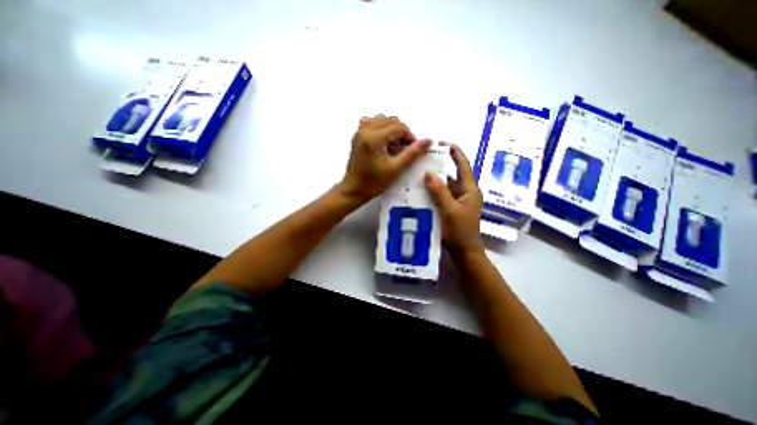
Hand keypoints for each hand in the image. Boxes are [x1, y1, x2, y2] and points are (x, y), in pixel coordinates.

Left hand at [338, 114, 428, 203]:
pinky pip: (372, 123)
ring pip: (382, 120)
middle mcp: (365, 130)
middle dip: (402, 133)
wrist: (353, 189)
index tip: (414, 149)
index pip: (399, 127)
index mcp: (374, 138)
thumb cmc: (374, 182)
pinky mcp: (357, 136)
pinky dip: (382, 128)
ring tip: (395, 146)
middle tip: (406, 149)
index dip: (410, 136)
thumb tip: (428, 141)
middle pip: (391, 121)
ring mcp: (359, 131)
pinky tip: (384, 141)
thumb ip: (412, 153)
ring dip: (393, 130)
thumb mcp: (395, 169)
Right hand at [424, 144, 480, 255]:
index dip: (456, 153)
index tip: (444, 143)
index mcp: (470, 190)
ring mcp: (458, 201)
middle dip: (441, 166)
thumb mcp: (449, 210)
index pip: (463, 166)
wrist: (464, 252)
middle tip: (426, 158)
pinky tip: (422, 190)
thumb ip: (440, 192)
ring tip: (420, 172)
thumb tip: (429, 173)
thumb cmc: (460, 231)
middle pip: (453, 175)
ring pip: (446, 186)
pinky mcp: (451, 209)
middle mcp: (465, 193)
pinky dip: (433, 192)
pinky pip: (442, 196)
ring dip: (435, 180)